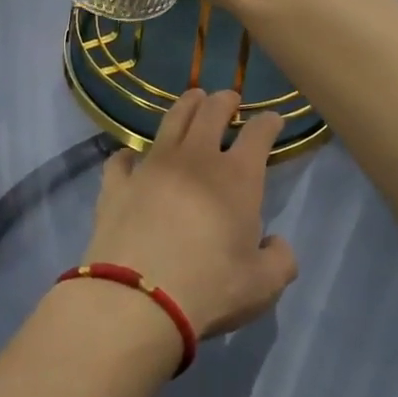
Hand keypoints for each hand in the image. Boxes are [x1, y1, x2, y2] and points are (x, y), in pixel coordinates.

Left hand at [82, 89, 297, 339]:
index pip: (259, 134)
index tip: (273, 119)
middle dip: (225, 100)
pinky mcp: (117, 184)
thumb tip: (276, 243)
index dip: (269, 122)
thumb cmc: (210, 288)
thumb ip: (280, 260)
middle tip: (229, 98)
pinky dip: (129, 156)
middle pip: (212, 112)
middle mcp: (196, 159)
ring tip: (192, 99)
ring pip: (171, 121)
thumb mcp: (263, 285)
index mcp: (238, 177)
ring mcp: (152, 166)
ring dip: (186, 106)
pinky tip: (130, 159)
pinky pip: (121, 160)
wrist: (137, 298)